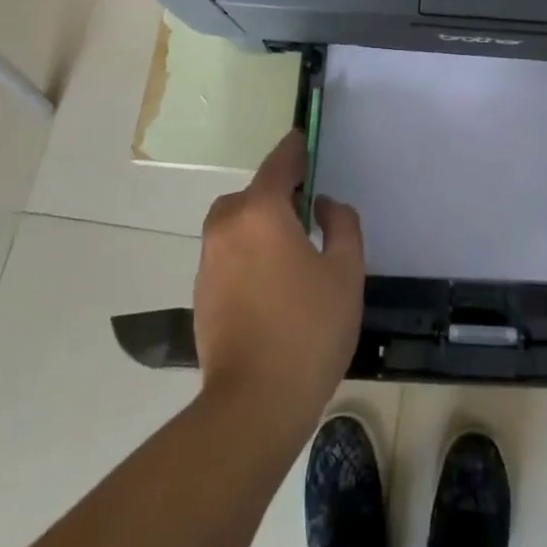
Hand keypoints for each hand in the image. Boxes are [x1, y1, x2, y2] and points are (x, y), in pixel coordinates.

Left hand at [194, 131, 364, 429]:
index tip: (308, 141)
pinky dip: (250, 252)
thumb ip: (341, 224)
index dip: (297, 149)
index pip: (280, 162)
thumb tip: (324, 205)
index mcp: (261, 210)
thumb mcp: (345, 271)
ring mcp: (209, 259)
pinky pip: (230, 252)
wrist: (253, 404)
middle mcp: (227, 225)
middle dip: (281, 196)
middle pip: (256, 193)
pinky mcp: (202, 291)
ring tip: (295, 253)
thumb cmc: (308, 329)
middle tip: (312, 216)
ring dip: (263, 225)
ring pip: (239, 223)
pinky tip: (275, 282)